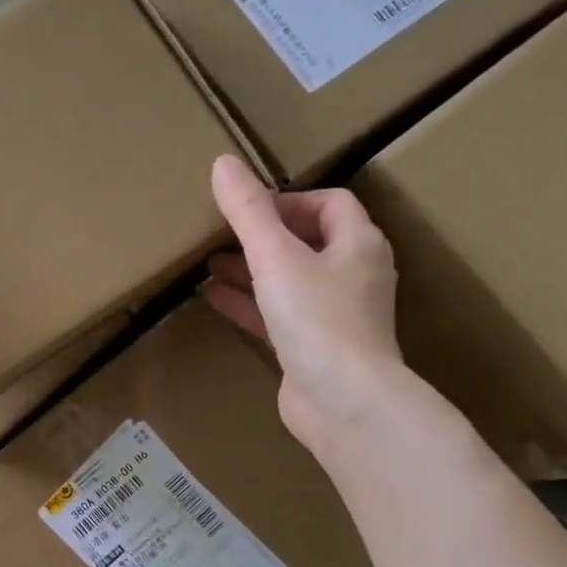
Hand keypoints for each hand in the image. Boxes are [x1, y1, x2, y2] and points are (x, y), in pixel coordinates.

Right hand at [206, 155, 409, 453]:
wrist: (344, 403)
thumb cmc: (318, 319)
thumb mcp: (276, 257)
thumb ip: (248, 212)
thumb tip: (223, 163)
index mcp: (357, 245)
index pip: (329, 203)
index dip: (289, 199)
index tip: (248, 208)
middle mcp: (352, 276)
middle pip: (307, 242)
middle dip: (264, 236)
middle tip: (222, 232)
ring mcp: (334, 316)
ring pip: (289, 281)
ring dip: (252, 270)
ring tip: (210, 263)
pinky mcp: (313, 349)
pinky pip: (277, 316)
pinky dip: (249, 304)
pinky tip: (213, 299)